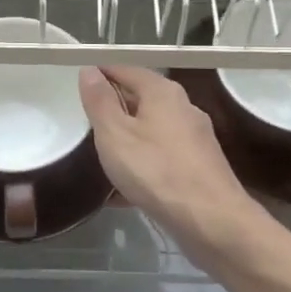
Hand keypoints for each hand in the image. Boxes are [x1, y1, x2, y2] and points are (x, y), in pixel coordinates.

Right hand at [77, 65, 265, 264]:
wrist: (212, 222)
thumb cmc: (157, 171)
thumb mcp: (115, 134)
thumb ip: (100, 101)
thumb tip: (89, 70)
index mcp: (162, 92)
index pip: (125, 69)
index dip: (100, 74)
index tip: (77, 86)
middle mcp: (183, 108)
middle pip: (141, 99)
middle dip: (113, 108)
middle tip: (83, 122)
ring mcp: (194, 139)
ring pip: (151, 131)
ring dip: (126, 140)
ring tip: (99, 157)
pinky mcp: (199, 168)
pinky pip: (161, 158)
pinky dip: (141, 166)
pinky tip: (122, 192)